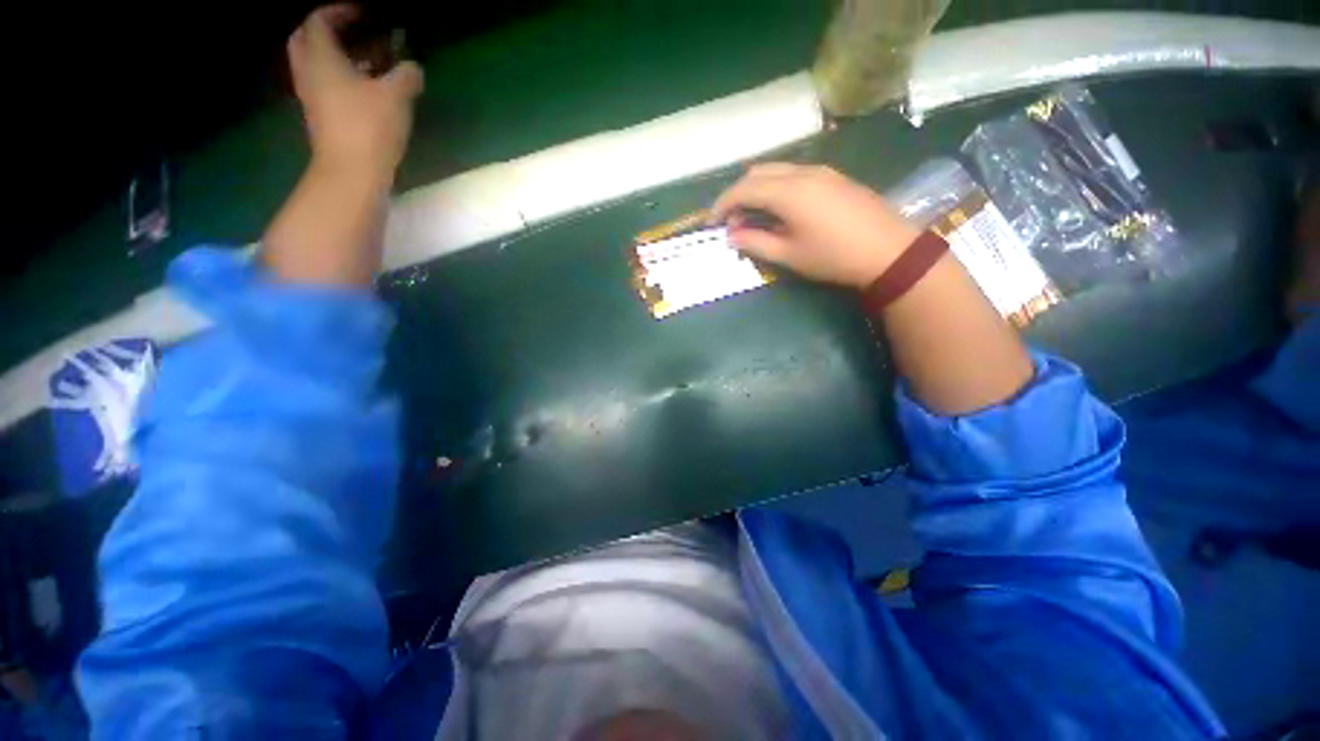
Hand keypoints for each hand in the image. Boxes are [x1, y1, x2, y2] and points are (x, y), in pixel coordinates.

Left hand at [288, 4, 422, 180]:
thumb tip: (412, 66)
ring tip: (364, 60)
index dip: (340, 11)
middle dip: (328, 30)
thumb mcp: (396, 96)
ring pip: (315, 63)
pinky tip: (363, 87)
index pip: (320, 20)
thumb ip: (406, 75)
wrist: (351, 172)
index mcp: (321, 57)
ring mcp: (311, 96)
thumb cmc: (369, 127)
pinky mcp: (320, 116)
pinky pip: (324, 84)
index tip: (364, 13)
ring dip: (334, 55)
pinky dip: (338, 77)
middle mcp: (309, 71)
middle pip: (307, 39)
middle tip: (353, 32)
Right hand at [711, 164, 920, 288]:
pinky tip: (778, 209)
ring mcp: (820, 171)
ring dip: (757, 189)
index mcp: (788, 192)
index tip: (711, 221)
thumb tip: (732, 236)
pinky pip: (794, 173)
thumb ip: (756, 242)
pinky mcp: (833, 176)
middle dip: (738, 194)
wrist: (888, 250)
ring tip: (752, 216)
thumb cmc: (833, 257)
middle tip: (731, 220)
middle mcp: (802, 172)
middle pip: (757, 173)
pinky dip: (776, 187)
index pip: (743, 189)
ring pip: (776, 170)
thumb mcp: (789, 255)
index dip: (722, 204)